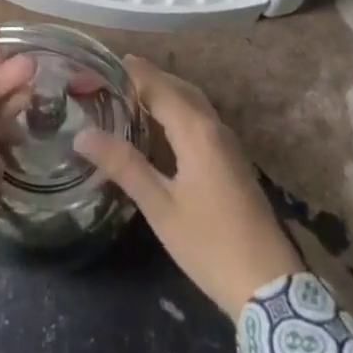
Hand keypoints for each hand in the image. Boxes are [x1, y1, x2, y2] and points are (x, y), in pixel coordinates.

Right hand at [74, 55, 300, 318]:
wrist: (270, 285)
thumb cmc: (209, 244)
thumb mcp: (160, 207)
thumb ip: (123, 165)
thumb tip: (83, 134)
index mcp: (195, 130)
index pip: (157, 85)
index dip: (127, 73)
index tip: (97, 67)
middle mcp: (214, 126)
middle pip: (176, 87)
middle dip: (144, 77)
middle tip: (108, 77)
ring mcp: (227, 142)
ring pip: (191, 101)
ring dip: (162, 91)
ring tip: (128, 94)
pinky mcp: (232, 158)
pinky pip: (200, 117)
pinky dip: (177, 108)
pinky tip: (160, 125)